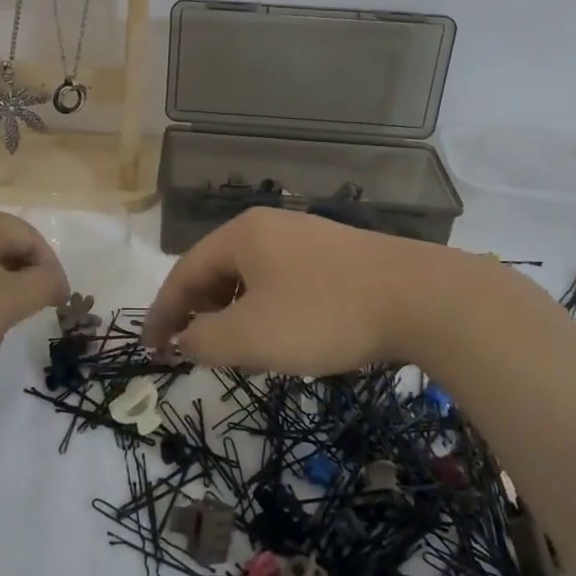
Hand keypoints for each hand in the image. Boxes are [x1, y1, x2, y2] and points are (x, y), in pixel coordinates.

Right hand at [142, 208, 462, 373]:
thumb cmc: (323, 315)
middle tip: (192, 349)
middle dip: (199, 311)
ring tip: (237, 347)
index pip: (184, 272)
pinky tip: (284, 333)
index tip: (152, 349)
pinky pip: (285, 280)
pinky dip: (268, 308)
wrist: (423, 298)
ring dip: (234, 311)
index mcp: (241, 234)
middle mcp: (271, 226)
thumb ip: (204, 340)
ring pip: (253, 276)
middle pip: (217, 269)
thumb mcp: (250, 336)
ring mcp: (308, 237)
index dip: (163, 313)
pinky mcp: (339, 255)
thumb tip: (184, 339)